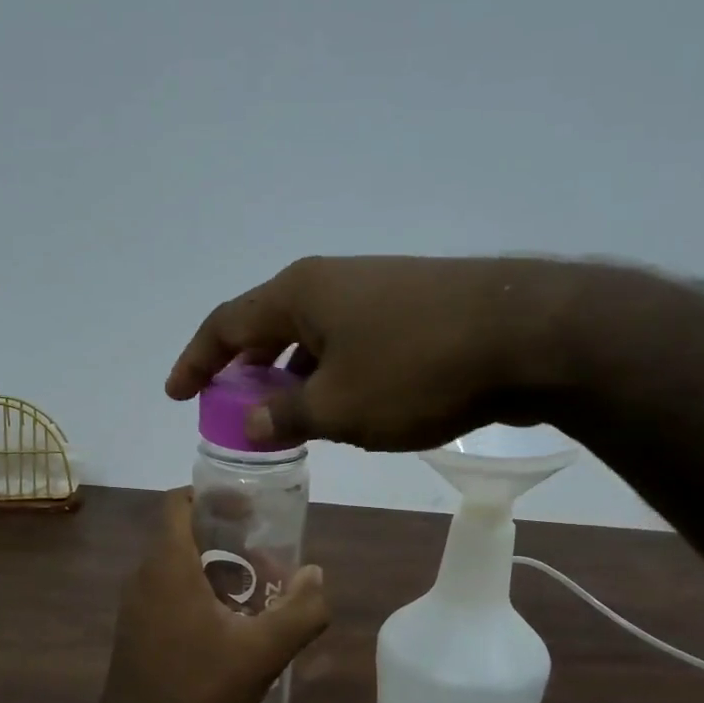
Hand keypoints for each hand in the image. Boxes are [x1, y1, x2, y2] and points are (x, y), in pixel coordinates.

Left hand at [94, 489, 329, 702]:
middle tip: (267, 556)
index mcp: (167, 566)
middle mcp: (143, 578)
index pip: (178, 503)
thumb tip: (317, 575)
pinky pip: (169, 594)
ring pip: (177, 568)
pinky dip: (201, 594)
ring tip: (258, 591)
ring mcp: (135, 607)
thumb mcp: (263, 651)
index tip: (250, 510)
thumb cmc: (199, 691)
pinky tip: (233, 626)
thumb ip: (301, 609)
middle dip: (227, 538)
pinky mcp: (136, 633)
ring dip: (217, 569)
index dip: (213, 496)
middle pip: (183, 534)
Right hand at [165, 255, 585, 451]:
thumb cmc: (416, 369)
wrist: (527, 336)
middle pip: (269, 323)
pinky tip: (343, 403)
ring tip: (285, 414)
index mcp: (300, 292)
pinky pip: (351, 341)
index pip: (227, 323)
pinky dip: (331, 372)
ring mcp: (376, 290)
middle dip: (245, 367)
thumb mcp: (339, 406)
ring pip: (314, 334)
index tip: (176, 393)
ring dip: (291, 374)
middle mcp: (333, 281)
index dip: (196, 360)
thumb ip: (287, 415)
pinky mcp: (413, 307)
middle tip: (233, 405)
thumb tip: (253, 422)